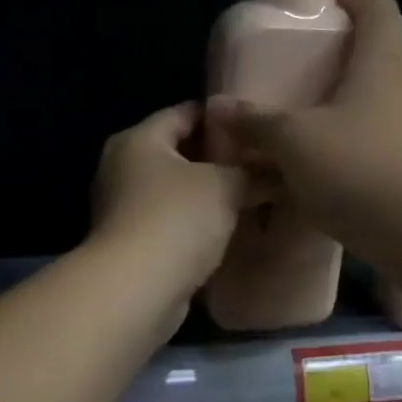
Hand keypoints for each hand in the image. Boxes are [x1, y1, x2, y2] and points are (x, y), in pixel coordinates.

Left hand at [89, 102, 258, 302]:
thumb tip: (279, 169)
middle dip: (217, 157)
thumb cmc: (177, 219)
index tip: (256, 125)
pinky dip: (194, 221)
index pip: (183, 113)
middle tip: (259, 162)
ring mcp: (122, 207)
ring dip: (206, 192)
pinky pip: (169, 219)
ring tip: (249, 194)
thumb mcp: (226, 186)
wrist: (136, 289)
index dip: (221, 117)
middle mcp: (122, 166)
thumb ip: (253, 172)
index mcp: (138, 139)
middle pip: (177, 151)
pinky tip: (225, 227)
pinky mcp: (129, 242)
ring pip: (174, 189)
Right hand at [205, 0, 401, 239]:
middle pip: (383, 60)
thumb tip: (217, 106)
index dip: (354, 3)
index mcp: (384, 62)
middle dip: (348, 69)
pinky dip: (374, 149)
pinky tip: (348, 177)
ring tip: (325, 138)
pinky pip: (400, 143)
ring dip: (360, 114)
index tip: (331, 14)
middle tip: (312, 87)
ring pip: (391, 105)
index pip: (377, 9)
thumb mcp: (293, 144)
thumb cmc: (357, 169)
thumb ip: (256, 122)